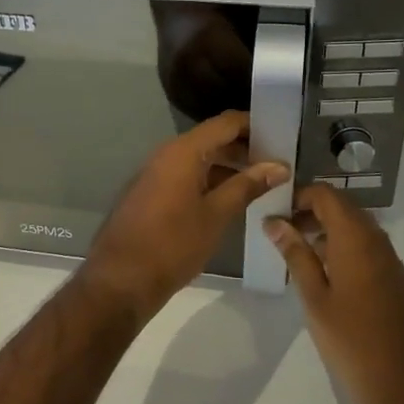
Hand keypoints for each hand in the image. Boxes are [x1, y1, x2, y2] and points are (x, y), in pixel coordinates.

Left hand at [83, 111, 289, 317]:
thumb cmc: (172, 244)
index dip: (255, 125)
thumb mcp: (216, 215)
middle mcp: (168, 154)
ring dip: (229, 168)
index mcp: (184, 151)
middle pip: (213, 140)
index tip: (282, 136)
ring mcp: (157, 174)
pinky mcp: (152, 194)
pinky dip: (211, 182)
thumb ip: (247, 186)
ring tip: (263, 184)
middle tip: (279, 165)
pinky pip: (187, 176)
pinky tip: (232, 200)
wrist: (120, 280)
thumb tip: (279, 165)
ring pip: (200, 160)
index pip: (226, 123)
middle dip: (245, 149)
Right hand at [263, 184, 403, 403]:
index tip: (274, 212)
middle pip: (341, 208)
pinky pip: (365, 248)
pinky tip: (322, 275)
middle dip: (309, 212)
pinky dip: (341, 248)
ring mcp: (390, 260)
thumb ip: (295, 255)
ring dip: (325, 231)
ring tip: (294, 253)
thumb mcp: (314, 298)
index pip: (326, 195)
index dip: (298, 196)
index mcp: (356, 238)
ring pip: (354, 228)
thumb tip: (274, 222)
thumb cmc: (352, 342)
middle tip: (279, 232)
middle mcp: (377, 240)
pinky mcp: (395, 280)